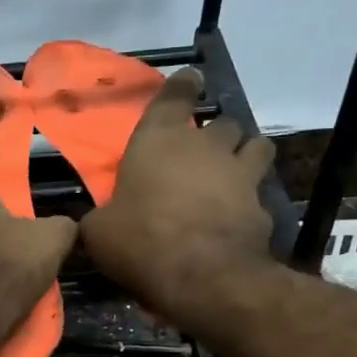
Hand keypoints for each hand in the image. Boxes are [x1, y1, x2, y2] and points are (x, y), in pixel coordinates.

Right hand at [80, 67, 278, 322]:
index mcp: (159, 140)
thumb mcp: (99, 231)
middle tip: (204, 153)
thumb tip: (94, 220)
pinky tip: (238, 221)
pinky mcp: (262, 208)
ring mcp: (241, 175)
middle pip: (222, 123)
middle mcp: (206, 147)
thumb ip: (100, 216)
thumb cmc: (140, 241)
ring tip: (234, 173)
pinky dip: (250, 205)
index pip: (175, 96)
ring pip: (256, 147)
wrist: (201, 276)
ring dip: (246, 155)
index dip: (183, 86)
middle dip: (216, 134)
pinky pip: (259, 197)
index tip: (191, 79)